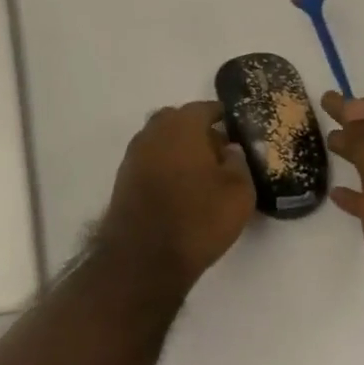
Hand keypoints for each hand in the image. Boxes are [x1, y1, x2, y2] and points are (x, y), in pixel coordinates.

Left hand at [98, 102, 255, 292]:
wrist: (143, 256)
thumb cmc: (198, 218)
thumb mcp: (238, 193)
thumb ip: (238, 163)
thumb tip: (230, 148)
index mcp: (182, 125)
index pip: (205, 108)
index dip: (222, 116)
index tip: (236, 128)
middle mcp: (154, 130)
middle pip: (179, 120)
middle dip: (198, 130)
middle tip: (219, 151)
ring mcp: (135, 153)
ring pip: (162, 139)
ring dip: (179, 148)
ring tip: (200, 173)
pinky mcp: (125, 176)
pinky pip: (151, 159)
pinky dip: (165, 164)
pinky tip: (179, 187)